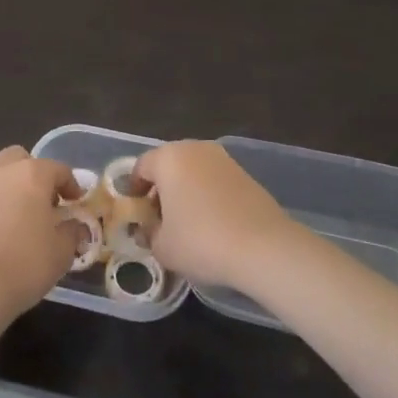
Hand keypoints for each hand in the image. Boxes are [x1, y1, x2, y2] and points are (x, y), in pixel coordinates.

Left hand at [0, 146, 86, 319]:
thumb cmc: (26, 264)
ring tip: (15, 218)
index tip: (76, 202)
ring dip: (8, 189)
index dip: (71, 184)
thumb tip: (75, 226)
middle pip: (19, 159)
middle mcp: (0, 172)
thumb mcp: (62, 252)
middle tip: (42, 202)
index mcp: (31, 175)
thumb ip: (72, 232)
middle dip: (33, 174)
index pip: (58, 169)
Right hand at [136, 140, 294, 290]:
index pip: (140, 168)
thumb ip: (149, 234)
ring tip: (187, 224)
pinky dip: (208, 196)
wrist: (264, 248)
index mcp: (168, 158)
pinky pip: (215, 181)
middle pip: (168, 166)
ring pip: (193, 172)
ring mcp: (223, 159)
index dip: (134, 191)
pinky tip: (212, 224)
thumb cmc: (201, 241)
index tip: (136, 214)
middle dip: (161, 190)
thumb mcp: (162, 247)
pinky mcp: (245, 174)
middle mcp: (194, 149)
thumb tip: (150, 229)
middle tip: (159, 219)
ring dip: (186, 192)